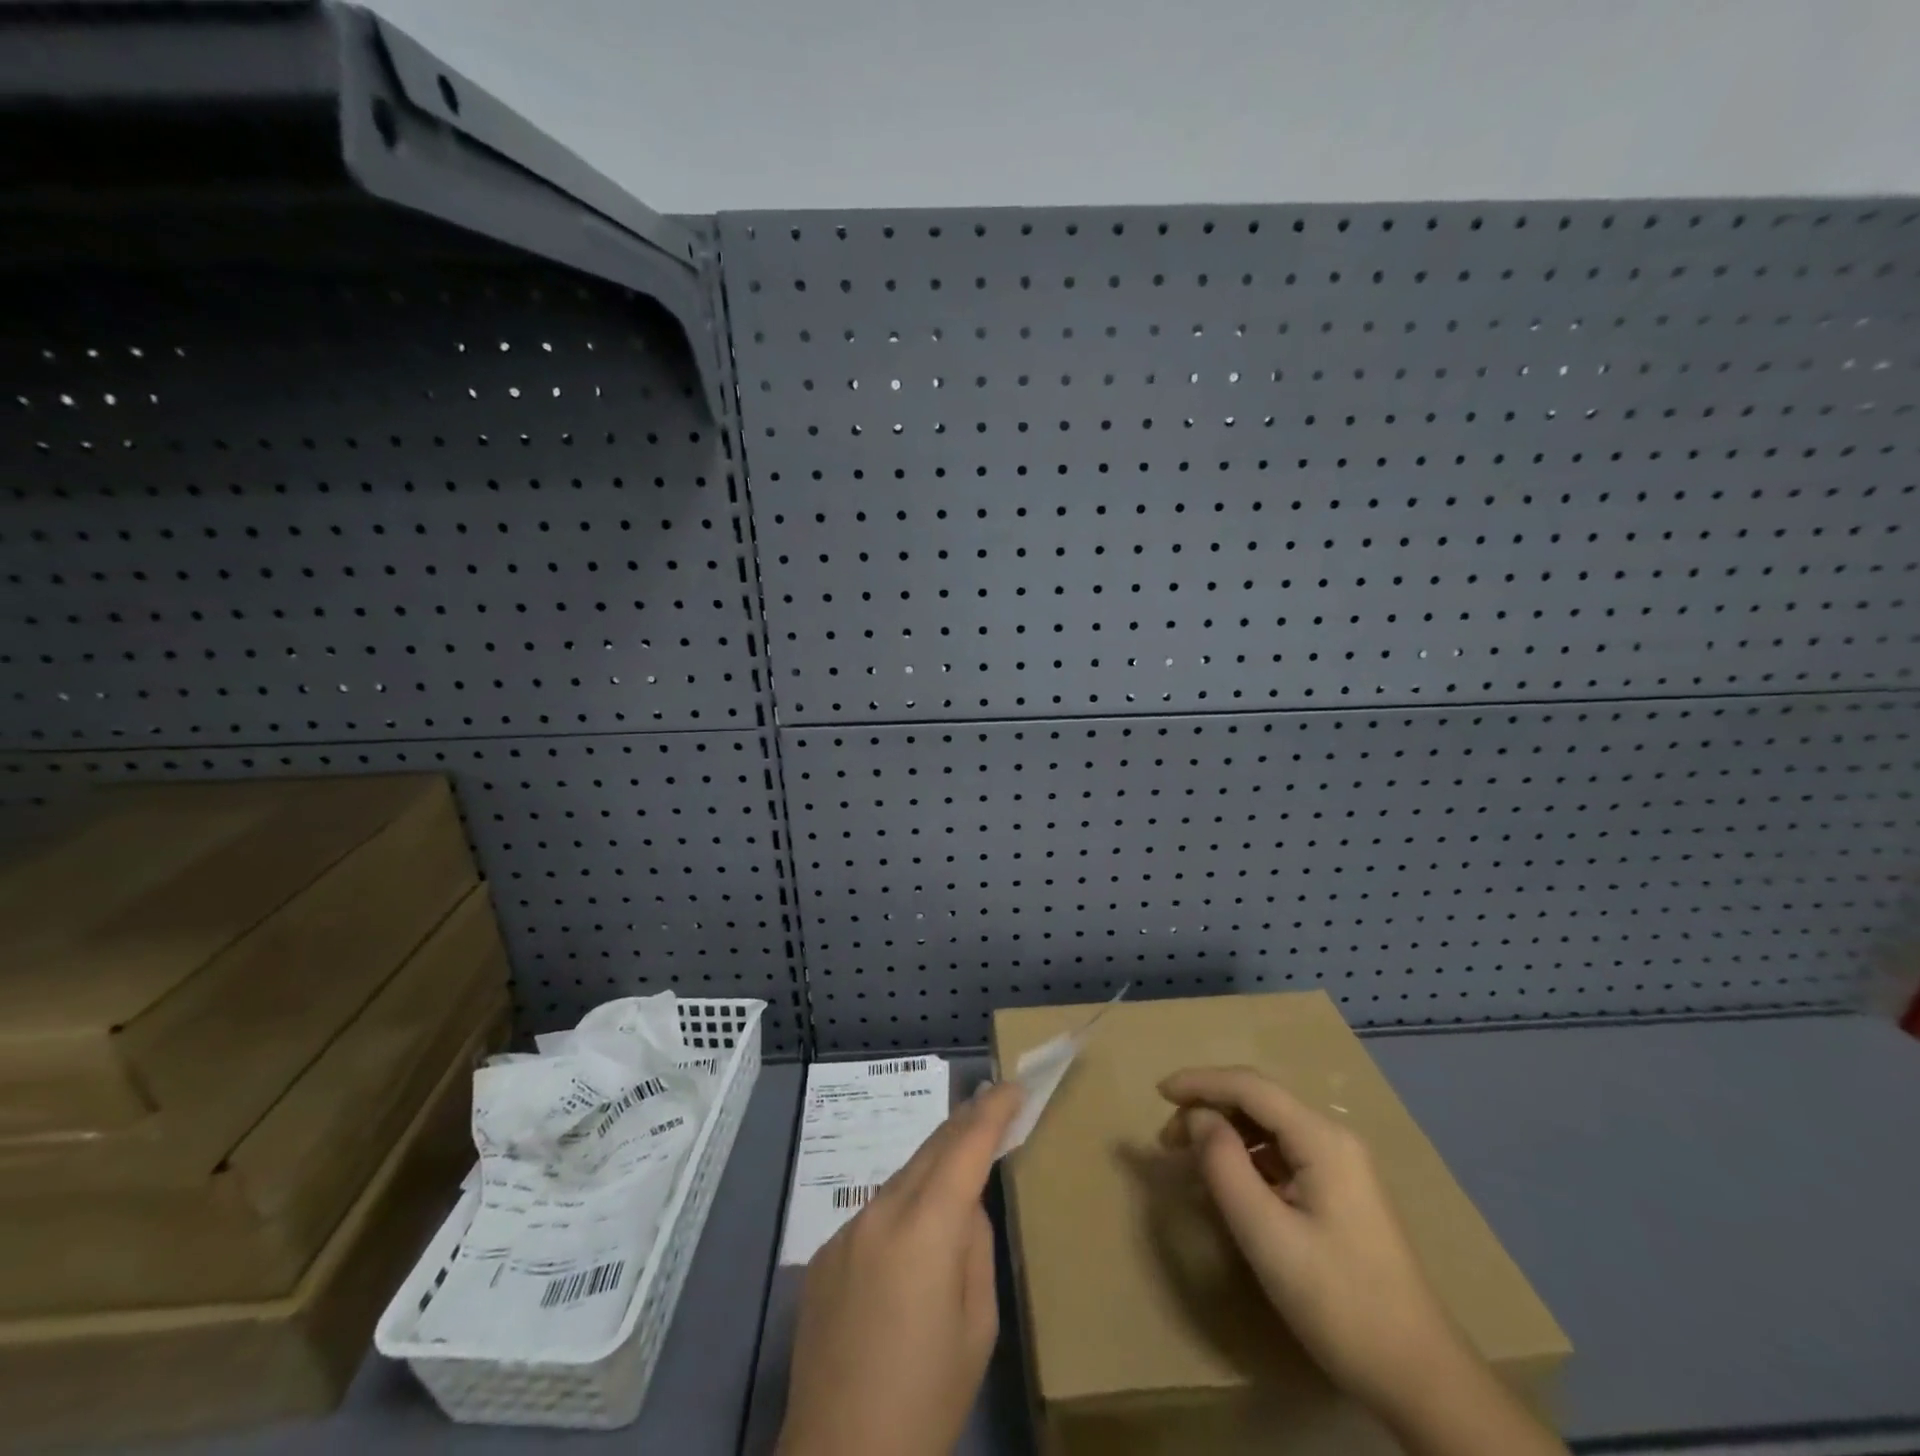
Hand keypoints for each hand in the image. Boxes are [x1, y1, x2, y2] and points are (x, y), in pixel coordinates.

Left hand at [777, 1081, 1025, 1455]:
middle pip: (929, 1150)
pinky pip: (874, 1213)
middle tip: (993, 1103)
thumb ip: (974, 1248)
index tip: (1013, 1086)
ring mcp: (846, 1231)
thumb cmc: (926, 1399)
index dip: (992, 1112)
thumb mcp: (977, 1328)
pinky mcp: (825, 1254)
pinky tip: (910, 1243)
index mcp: (925, 1230)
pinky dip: (902, 1208)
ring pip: (900, 1180)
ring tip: (959, 1166)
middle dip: (964, 1123)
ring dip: (933, 1167)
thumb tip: (965, 1207)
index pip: (965, 1148)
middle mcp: (880, 1214)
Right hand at [1158, 1066, 1465, 1415]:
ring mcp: (1342, 1167)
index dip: (1200, 1082)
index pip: (1249, 1086)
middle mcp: (1334, 1139)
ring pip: (1270, 1127)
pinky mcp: (1341, 1194)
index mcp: (1322, 1139)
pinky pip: (1283, 1155)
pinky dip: (1247, 1157)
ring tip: (1189, 1159)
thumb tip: (1198, 1118)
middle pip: (1260, 1101)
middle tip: (1167, 1140)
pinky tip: (1229, 1183)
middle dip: (1209, 1108)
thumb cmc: (1339, 1302)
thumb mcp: (1267, 1235)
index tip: (1158, 1093)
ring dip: (1226, 1133)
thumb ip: (1225, 1166)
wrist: (1421, 1379)